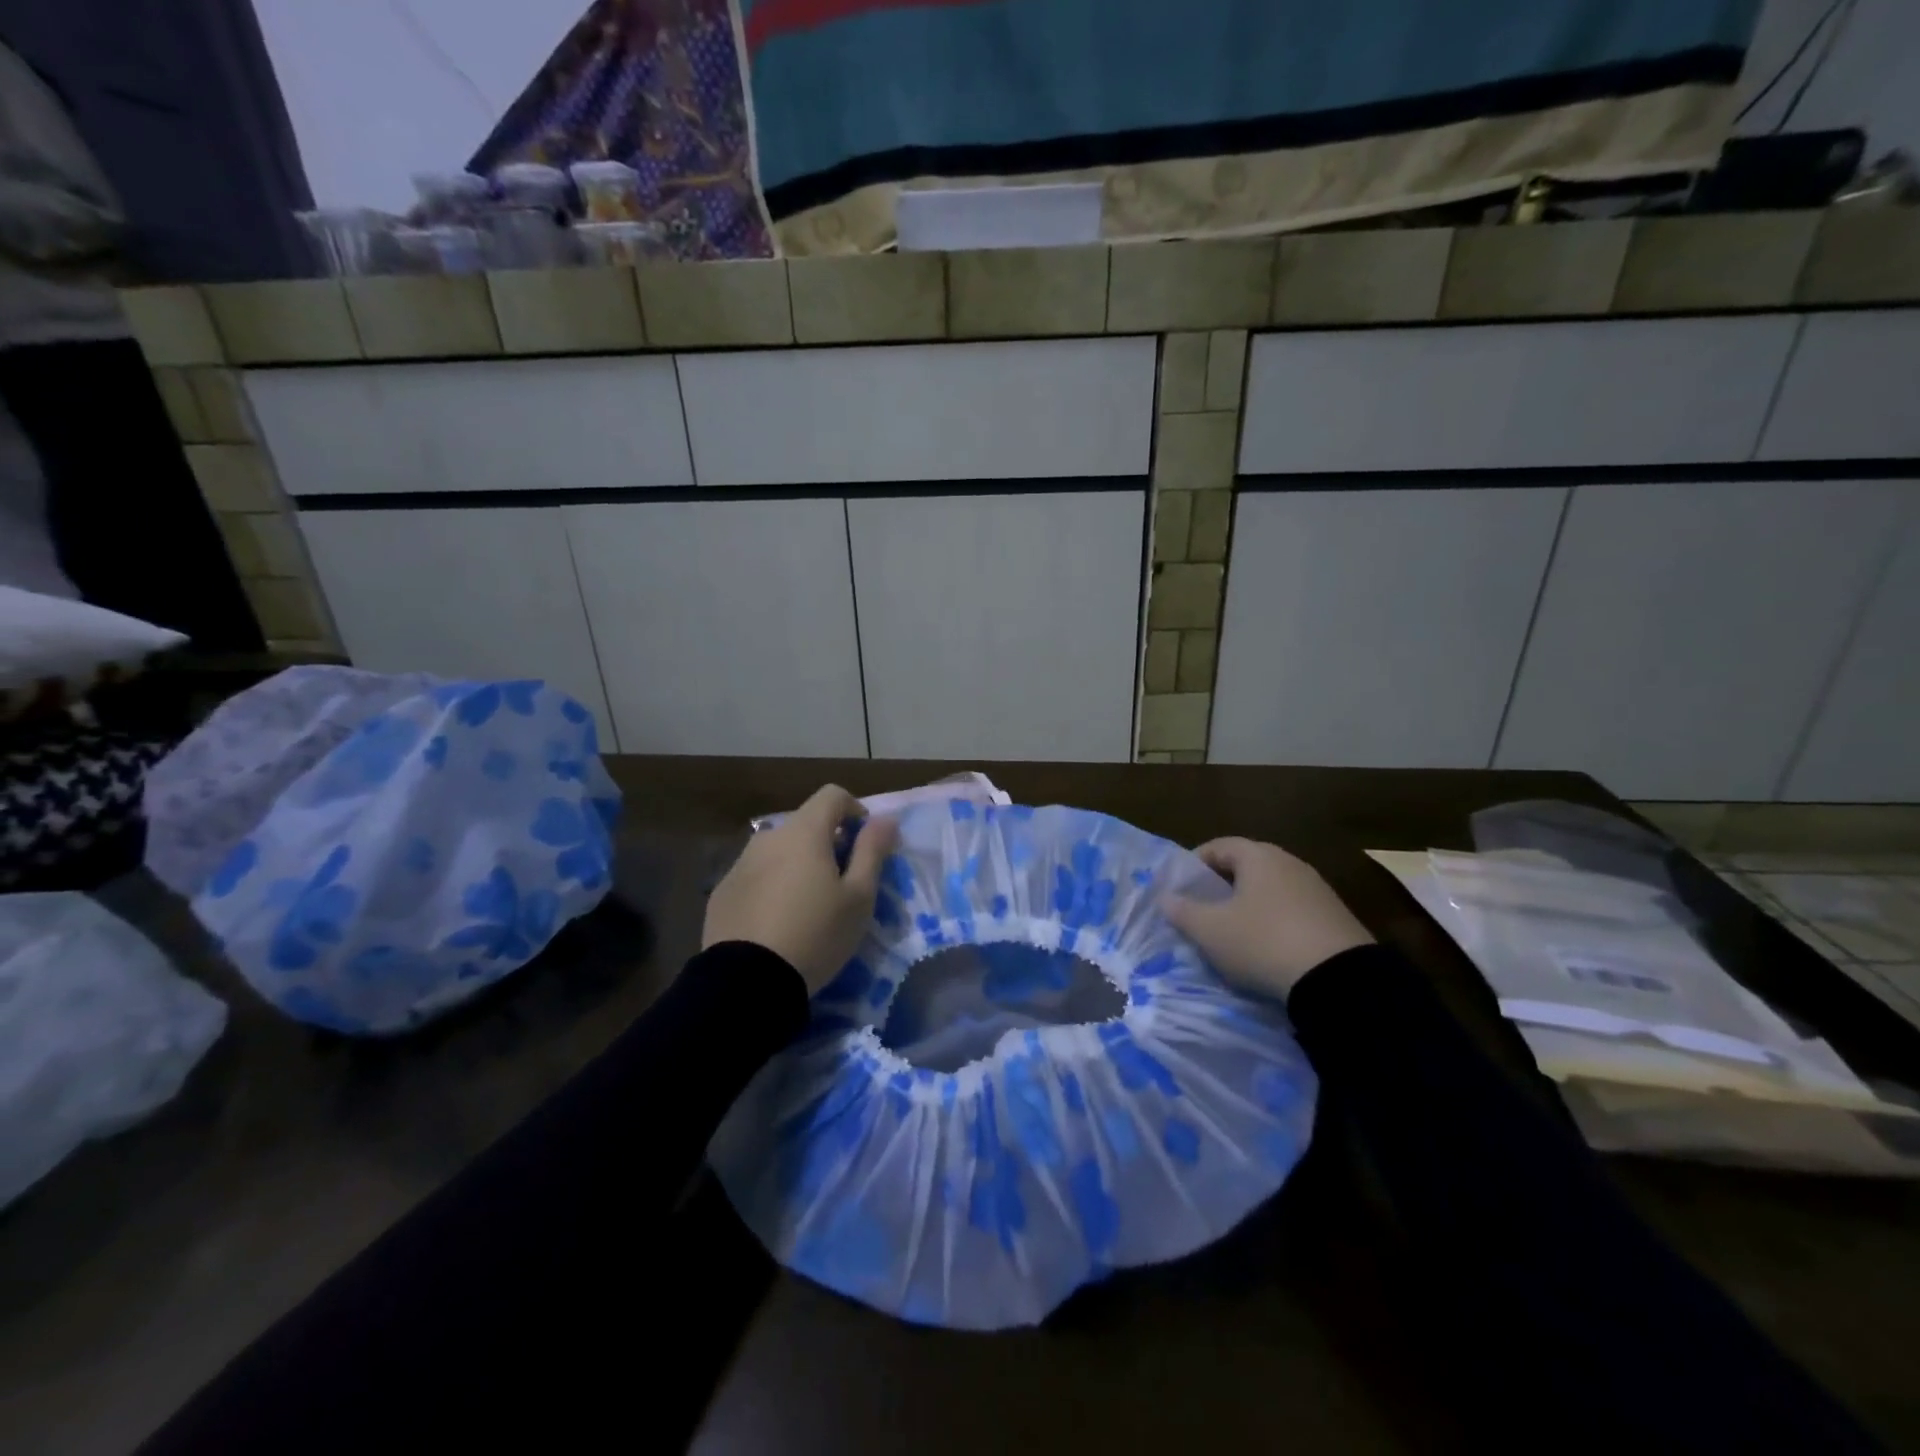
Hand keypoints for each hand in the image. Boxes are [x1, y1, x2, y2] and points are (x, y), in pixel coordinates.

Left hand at [703, 784, 898, 994]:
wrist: (747, 982)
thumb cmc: (816, 934)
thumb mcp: (858, 897)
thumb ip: (872, 851)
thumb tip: (886, 819)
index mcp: (804, 832)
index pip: (833, 795)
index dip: (855, 810)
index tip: (864, 843)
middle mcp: (768, 837)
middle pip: (805, 824)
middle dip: (828, 842)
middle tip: (841, 882)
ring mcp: (740, 863)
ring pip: (779, 850)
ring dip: (798, 863)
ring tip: (808, 904)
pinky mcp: (722, 891)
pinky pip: (756, 875)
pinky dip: (773, 885)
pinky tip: (777, 921)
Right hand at [1162, 837, 1373, 1001]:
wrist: (1339, 981)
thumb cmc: (1262, 941)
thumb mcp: (1210, 930)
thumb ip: (1183, 911)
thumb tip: (1166, 898)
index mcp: (1259, 856)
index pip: (1219, 846)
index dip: (1195, 863)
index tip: (1180, 888)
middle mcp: (1290, 863)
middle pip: (1246, 866)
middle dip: (1221, 886)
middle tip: (1202, 910)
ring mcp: (1317, 890)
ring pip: (1271, 890)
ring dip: (1249, 906)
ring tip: (1232, 933)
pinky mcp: (1335, 918)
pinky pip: (1292, 911)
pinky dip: (1274, 922)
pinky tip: (1266, 948)